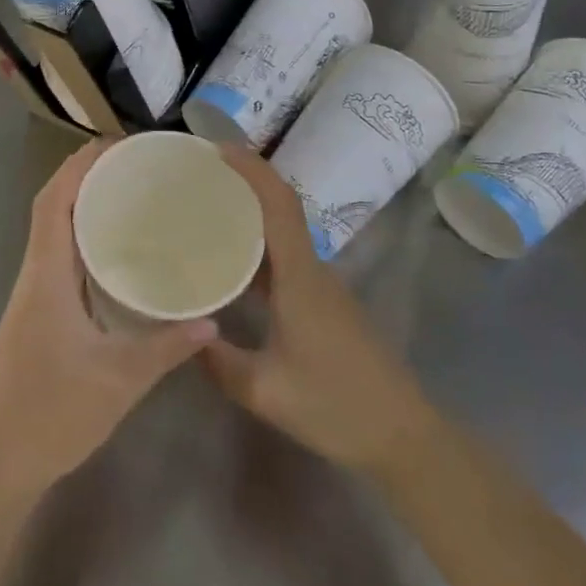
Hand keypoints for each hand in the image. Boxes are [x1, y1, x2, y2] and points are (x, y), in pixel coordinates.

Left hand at [0, 142, 215, 510]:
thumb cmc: (50, 415)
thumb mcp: (118, 381)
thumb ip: (166, 347)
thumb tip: (212, 319)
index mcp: (46, 275)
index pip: (54, 200)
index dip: (80, 164)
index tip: (118, 143)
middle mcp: (34, 274)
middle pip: (52, 205)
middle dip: (85, 174)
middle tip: (134, 162)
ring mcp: (31, 294)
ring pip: (52, 230)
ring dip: (81, 202)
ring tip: (129, 191)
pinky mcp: (35, 313)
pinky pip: (58, 256)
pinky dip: (81, 236)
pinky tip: (114, 250)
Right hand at [203, 148, 433, 478]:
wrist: (403, 436)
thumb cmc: (336, 407)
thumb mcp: (265, 391)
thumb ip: (218, 361)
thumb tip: (182, 332)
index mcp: (300, 278)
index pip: (279, 204)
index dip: (252, 169)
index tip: (218, 149)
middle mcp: (313, 270)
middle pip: (280, 209)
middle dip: (243, 184)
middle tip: (198, 178)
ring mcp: (322, 286)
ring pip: (283, 235)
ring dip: (249, 216)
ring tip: (205, 213)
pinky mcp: (324, 303)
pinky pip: (286, 259)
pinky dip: (258, 248)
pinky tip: (232, 265)